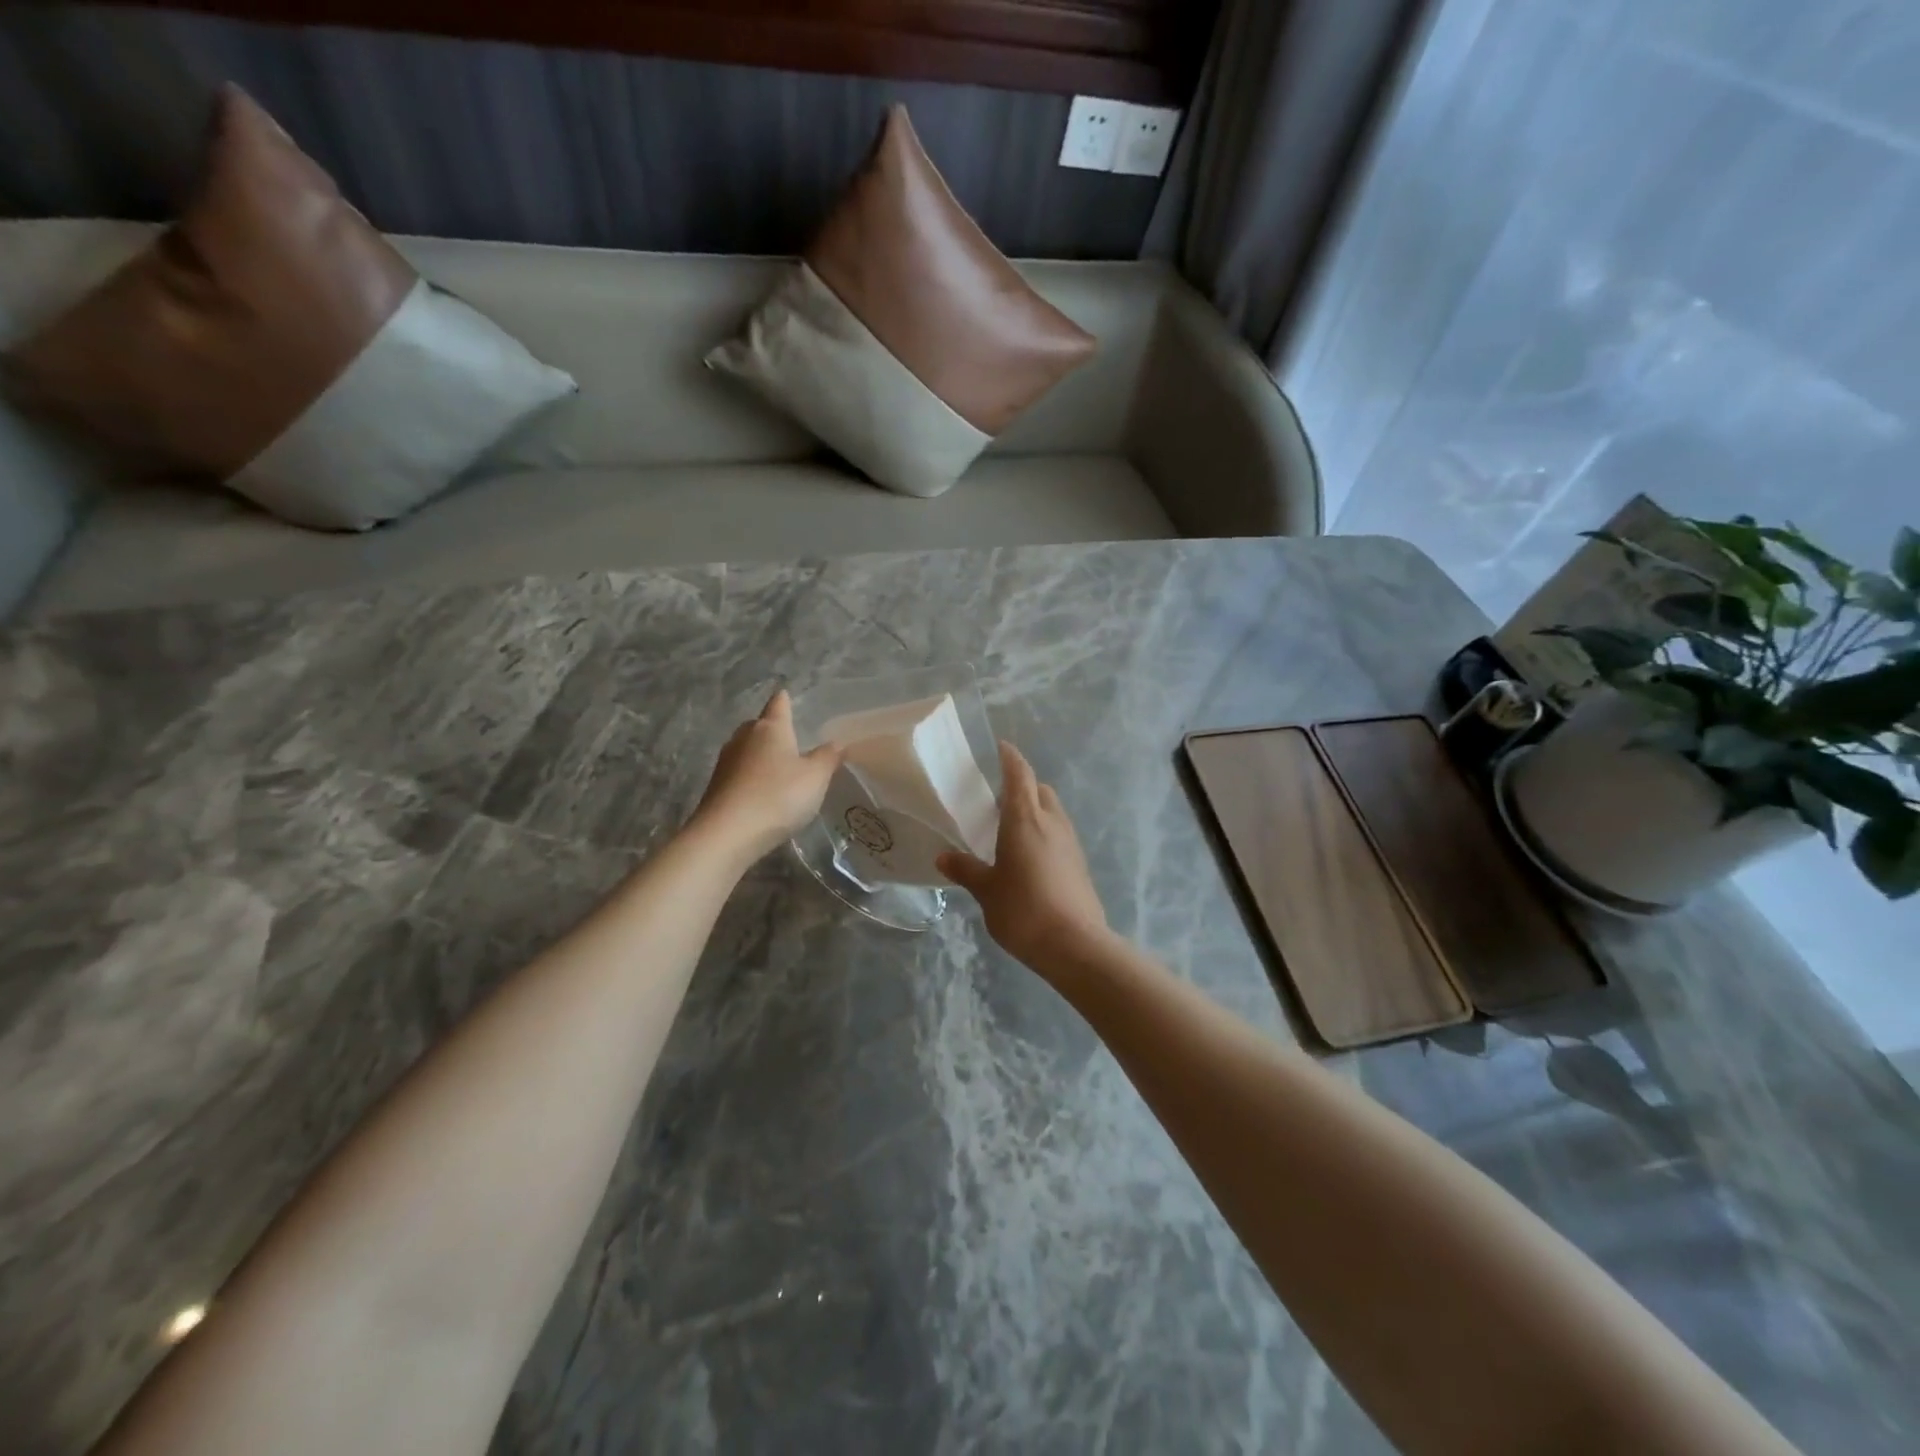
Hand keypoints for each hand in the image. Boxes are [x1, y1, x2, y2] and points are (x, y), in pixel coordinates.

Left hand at [693, 689, 844, 860]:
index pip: (778, 703)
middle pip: (759, 725)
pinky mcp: (716, 786)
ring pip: (747, 749)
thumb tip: (836, 743)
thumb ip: (828, 758)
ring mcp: (726, 762)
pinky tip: (762, 791)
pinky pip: (739, 772)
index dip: (785, 699)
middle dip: (772, 729)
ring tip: (778, 767)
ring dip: (761, 754)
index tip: (787, 694)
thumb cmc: (778, 796)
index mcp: (770, 728)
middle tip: (790, 738)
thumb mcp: (815, 778)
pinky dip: (751, 776)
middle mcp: (744, 737)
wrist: (727, 833)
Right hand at [937, 741, 1108, 969]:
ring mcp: (1070, 842)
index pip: (1019, 774)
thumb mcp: (986, 891)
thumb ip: (966, 870)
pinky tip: (1029, 855)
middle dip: (1023, 785)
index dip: (1010, 758)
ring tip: (1011, 827)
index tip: (1001, 747)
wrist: (1075, 944)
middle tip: (998, 797)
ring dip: (1035, 809)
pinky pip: (1059, 834)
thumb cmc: (1023, 909)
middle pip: (1040, 790)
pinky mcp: (1079, 864)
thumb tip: (944, 857)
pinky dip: (1044, 832)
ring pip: (1053, 812)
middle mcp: (1051, 822)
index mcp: (1025, 819)